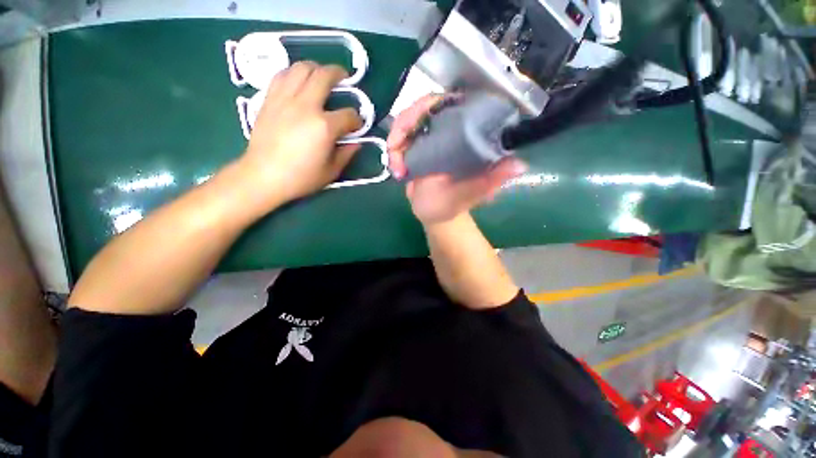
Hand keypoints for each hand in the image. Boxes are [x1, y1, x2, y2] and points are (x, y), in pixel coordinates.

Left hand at [239, 62, 362, 207]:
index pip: (348, 115)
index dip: (357, 120)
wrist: (264, 176)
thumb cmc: (301, 178)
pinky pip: (282, 75)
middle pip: (324, 76)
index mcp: (324, 127)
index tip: (357, 126)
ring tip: (321, 75)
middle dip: (339, 74)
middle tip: (344, 77)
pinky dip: (294, 73)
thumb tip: (356, 143)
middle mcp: (305, 106)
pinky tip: (298, 81)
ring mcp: (285, 100)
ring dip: (315, 68)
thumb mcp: (331, 171)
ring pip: (301, 68)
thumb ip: (346, 154)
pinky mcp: (269, 100)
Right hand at [386, 94, 526, 225]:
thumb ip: (489, 181)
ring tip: (397, 168)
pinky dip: (392, 151)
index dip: (430, 105)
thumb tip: (519, 165)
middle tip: (395, 147)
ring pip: (406, 121)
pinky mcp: (414, 147)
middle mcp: (448, 131)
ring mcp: (429, 138)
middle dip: (404, 124)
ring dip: (395, 140)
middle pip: (423, 107)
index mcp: (465, 137)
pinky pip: (399, 138)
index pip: (452, 104)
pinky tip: (396, 170)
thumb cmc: (451, 206)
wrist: (433, 214)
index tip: (416, 122)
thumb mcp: (469, 194)